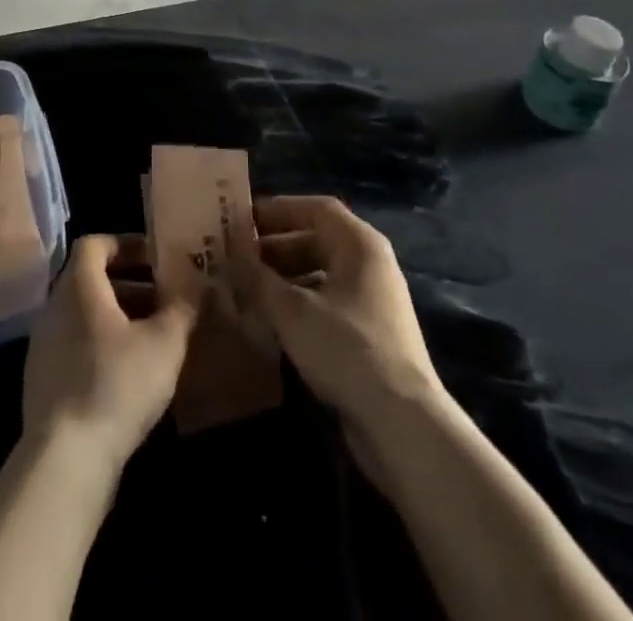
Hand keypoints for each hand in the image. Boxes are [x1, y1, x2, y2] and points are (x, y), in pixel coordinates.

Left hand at [21, 234, 196, 478]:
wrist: (64, 459)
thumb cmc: (116, 384)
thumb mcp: (164, 343)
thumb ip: (182, 308)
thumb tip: (197, 286)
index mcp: (79, 286)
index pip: (95, 244)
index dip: (126, 244)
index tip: (156, 258)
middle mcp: (54, 307)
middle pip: (91, 280)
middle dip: (130, 284)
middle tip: (164, 299)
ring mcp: (43, 345)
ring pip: (84, 315)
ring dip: (118, 318)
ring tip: (154, 338)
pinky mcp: (42, 381)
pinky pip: (75, 346)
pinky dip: (102, 346)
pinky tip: (129, 374)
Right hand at [243, 196, 444, 453]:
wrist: (402, 424)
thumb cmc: (346, 349)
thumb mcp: (292, 310)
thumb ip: (257, 278)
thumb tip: (230, 254)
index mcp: (359, 244)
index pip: (316, 208)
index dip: (278, 210)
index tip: (243, 219)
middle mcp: (370, 264)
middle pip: (318, 240)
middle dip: (276, 246)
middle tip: (236, 255)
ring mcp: (373, 301)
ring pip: (320, 274)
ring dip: (284, 277)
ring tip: (246, 286)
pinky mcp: (370, 335)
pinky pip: (327, 303)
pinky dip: (299, 303)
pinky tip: (271, 320)